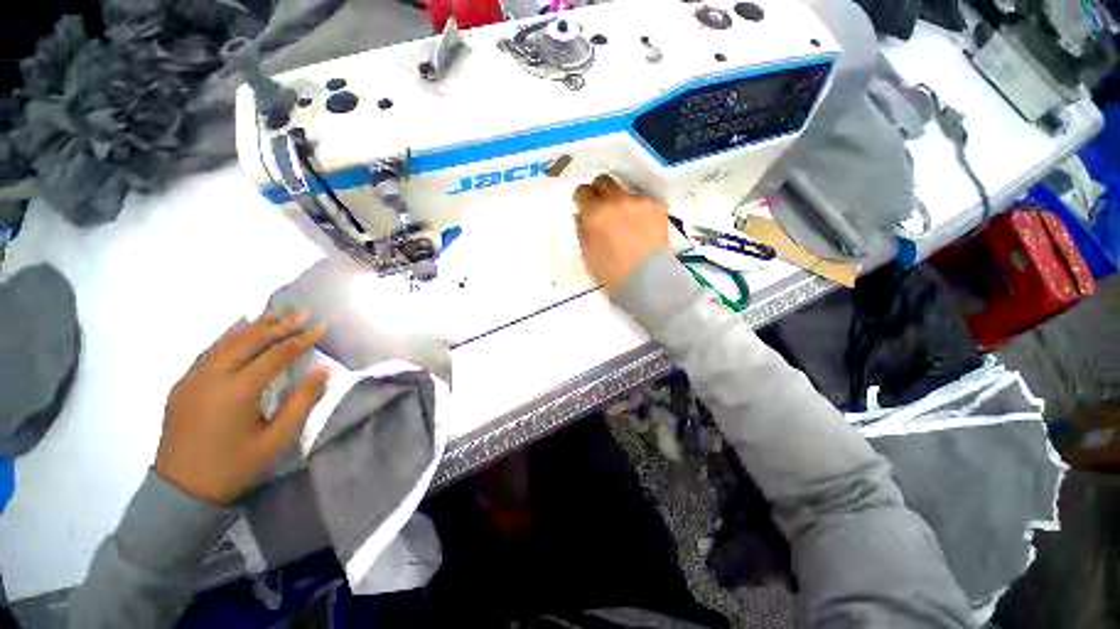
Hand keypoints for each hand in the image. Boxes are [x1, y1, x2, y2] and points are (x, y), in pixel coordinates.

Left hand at [156, 310, 328, 504]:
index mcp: (237, 392)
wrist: (182, 492)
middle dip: (279, 324)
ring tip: (275, 311)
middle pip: (249, 341)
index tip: (322, 326)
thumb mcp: (277, 440)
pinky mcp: (182, 385)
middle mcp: (212, 377)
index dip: (302, 339)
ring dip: (254, 325)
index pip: (276, 355)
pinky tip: (238, 326)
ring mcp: (192, 379)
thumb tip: (323, 370)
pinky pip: (208, 351)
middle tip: (302, 311)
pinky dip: (227, 335)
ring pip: (226, 341)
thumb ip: (301, 401)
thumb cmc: (235, 467)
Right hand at [573, 174, 669, 294]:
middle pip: (603, 180)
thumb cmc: (613, 274)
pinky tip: (641, 226)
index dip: (582, 200)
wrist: (648, 281)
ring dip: (619, 200)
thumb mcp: (588, 254)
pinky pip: (642, 199)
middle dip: (599, 191)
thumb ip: (582, 230)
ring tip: (624, 219)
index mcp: (595, 214)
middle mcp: (616, 201)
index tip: (584, 208)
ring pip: (624, 189)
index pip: (582, 191)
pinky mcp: (656, 205)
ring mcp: (638, 201)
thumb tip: (582, 215)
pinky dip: (638, 209)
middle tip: (602, 208)